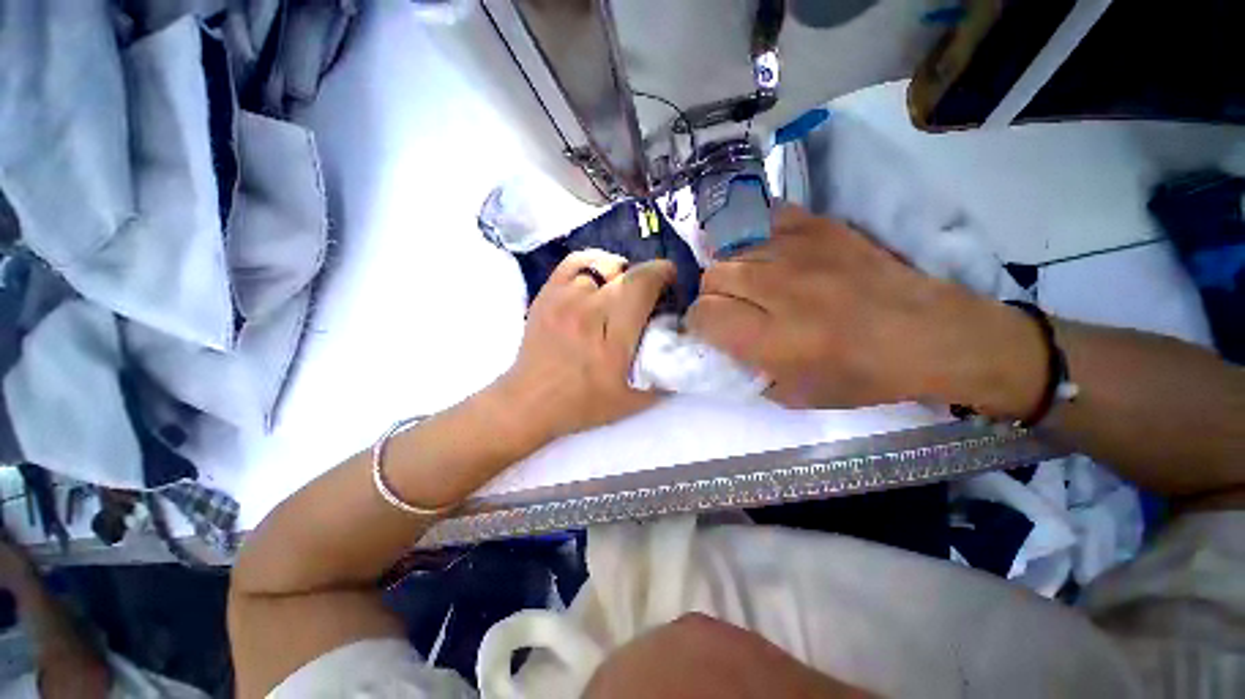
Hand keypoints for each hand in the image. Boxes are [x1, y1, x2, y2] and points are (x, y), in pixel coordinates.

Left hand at [494, 249, 675, 443]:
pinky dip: (594, 263)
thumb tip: (683, 351)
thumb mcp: (634, 401)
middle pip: (628, 272)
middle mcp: (589, 310)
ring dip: (621, 274)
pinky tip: (599, 279)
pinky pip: (576, 261)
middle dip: (647, 277)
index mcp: (613, 338)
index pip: (643, 285)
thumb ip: (664, 377)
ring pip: (603, 265)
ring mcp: (564, 298)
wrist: (530, 401)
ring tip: (622, 291)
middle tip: (649, 296)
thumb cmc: (583, 404)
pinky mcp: (547, 293)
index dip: (663, 275)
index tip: (672, 283)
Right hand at [687, 206, 1044, 412]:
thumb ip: (746, 371)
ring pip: (733, 249)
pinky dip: (754, 237)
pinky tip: (763, 253)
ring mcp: (798, 250)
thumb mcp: (793, 395)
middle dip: (711, 296)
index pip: (703, 314)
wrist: (926, 333)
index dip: (699, 324)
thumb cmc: (860, 374)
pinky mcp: (818, 227)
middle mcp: (776, 287)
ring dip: (732, 270)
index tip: (710, 331)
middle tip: (731, 308)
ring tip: (750, 284)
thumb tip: (721, 347)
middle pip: (712, 276)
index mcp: (770, 335)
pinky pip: (764, 220)